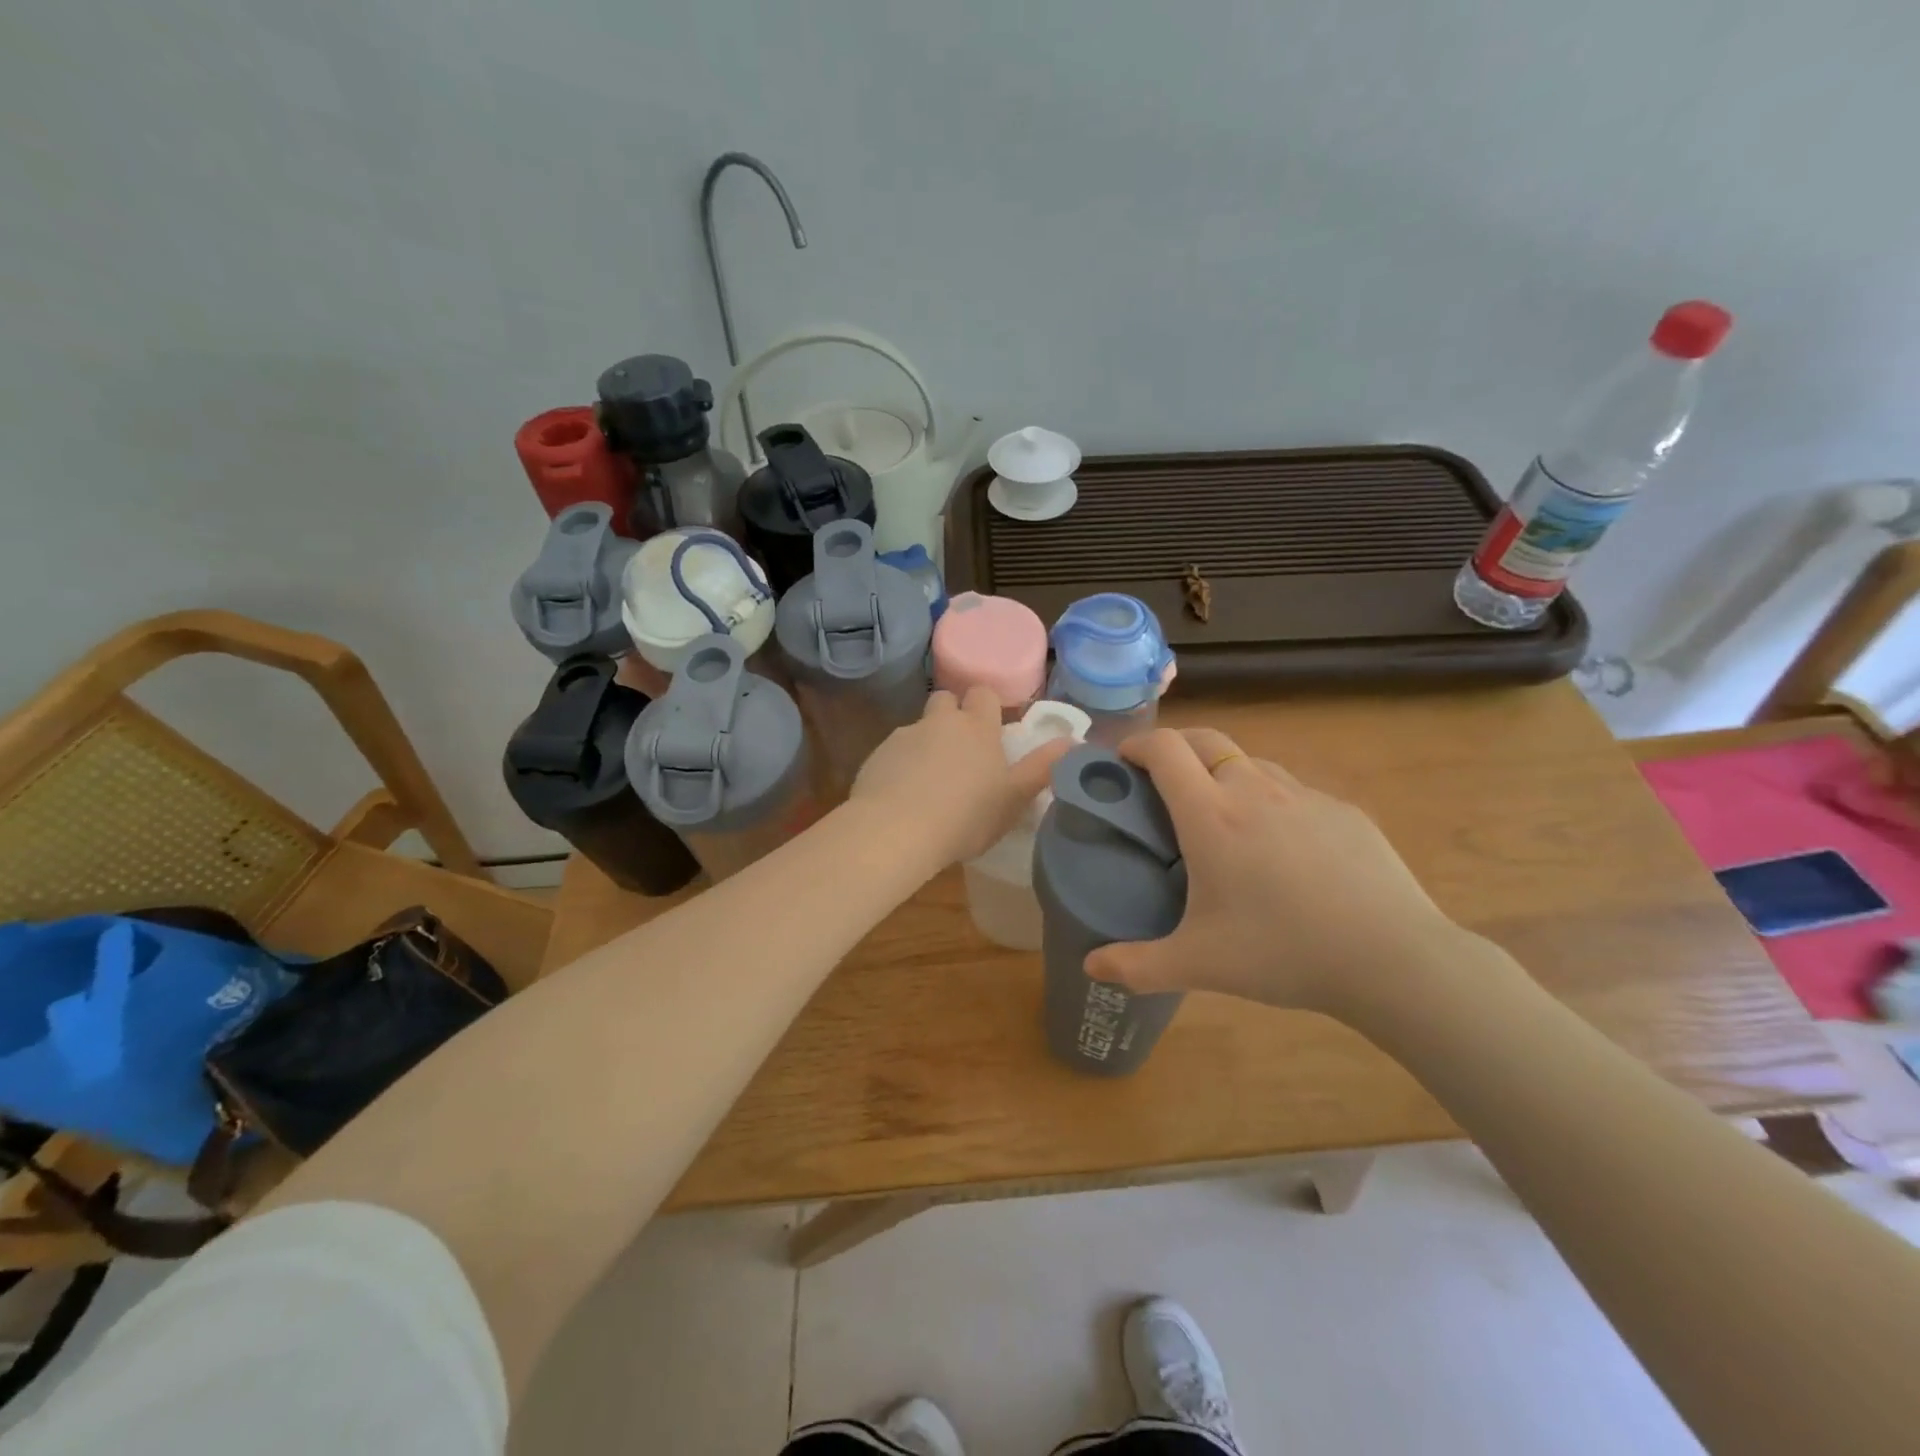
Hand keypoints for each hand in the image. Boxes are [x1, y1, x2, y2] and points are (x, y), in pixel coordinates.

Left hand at [851, 688, 1072, 868]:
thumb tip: (1074, 741)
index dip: (986, 706)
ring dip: (926, 743)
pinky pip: (894, 752)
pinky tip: (903, 795)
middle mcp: (940, 722)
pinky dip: (901, 765)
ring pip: (919, 727)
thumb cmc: (966, 816)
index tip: (990, 729)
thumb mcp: (1014, 798)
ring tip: (930, 781)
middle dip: (953, 716)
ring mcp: (904, 736)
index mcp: (977, 728)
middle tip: (961, 751)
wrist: (896, 831)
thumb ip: (1043, 768)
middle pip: (946, 701)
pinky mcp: (877, 756)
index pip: (983, 693)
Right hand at [1084, 727, 1465, 1014]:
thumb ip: (1137, 966)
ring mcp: (1304, 796)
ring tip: (1221, 817)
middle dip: (1175, 747)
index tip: (1122, 762)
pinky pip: (1292, 791)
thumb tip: (1091, 967)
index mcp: (1211, 815)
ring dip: (1223, 773)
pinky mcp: (1343, 810)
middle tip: (1161, 781)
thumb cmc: (1282, 952)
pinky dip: (1270, 800)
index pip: (1165, 749)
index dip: (1137, 744)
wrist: (1393, 959)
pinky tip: (1282, 849)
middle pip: (1206, 739)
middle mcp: (1254, 790)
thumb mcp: (1199, 964)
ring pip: (1251, 762)